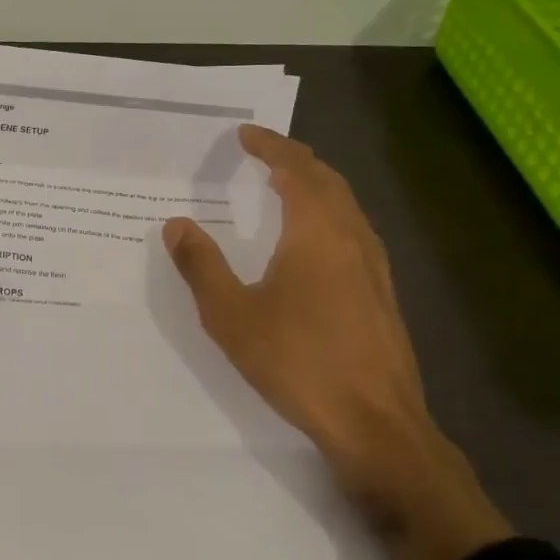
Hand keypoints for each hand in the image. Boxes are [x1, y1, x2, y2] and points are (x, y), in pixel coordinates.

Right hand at [163, 126, 508, 559]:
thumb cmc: (298, 362)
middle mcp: (352, 237)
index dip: (270, 146)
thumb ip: (201, 266)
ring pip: (346, 204)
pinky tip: (315, 239)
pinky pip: (355, 230)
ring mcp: (375, 265)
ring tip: (286, 186)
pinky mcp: (383, 292)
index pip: (295, 169)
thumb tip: (176, 225)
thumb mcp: (232, 316)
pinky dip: (330, 212)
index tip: (245, 134)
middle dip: (295, 159)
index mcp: (316, 233)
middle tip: (263, 153)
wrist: (376, 424)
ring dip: (316, 184)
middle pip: (327, 179)